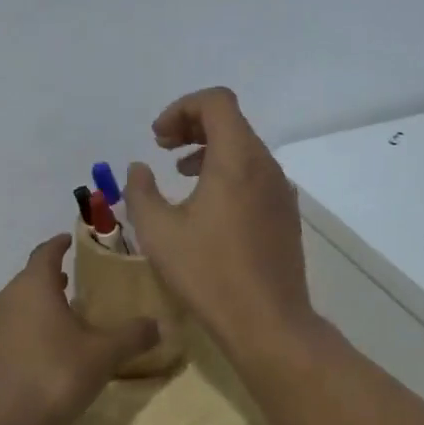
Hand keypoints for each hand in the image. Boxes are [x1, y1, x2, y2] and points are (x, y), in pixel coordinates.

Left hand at [0, 235, 158, 424]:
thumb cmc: (53, 378)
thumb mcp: (102, 357)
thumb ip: (131, 336)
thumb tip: (158, 324)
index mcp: (33, 288)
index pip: (44, 253)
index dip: (57, 245)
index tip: (66, 240)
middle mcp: (4, 301)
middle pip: (26, 281)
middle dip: (46, 280)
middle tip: (66, 283)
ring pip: (10, 310)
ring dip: (30, 311)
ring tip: (52, 323)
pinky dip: (15, 341)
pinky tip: (29, 361)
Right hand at [124, 87, 319, 361]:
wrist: (268, 323)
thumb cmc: (208, 272)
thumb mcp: (158, 231)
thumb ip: (140, 192)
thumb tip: (139, 169)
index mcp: (237, 159)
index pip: (216, 101)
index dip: (181, 108)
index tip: (157, 138)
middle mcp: (265, 166)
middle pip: (231, 121)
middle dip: (192, 125)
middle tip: (162, 146)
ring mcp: (280, 191)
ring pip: (244, 149)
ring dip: (209, 149)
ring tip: (180, 173)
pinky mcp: (285, 214)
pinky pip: (254, 174)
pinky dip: (227, 172)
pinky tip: (206, 206)